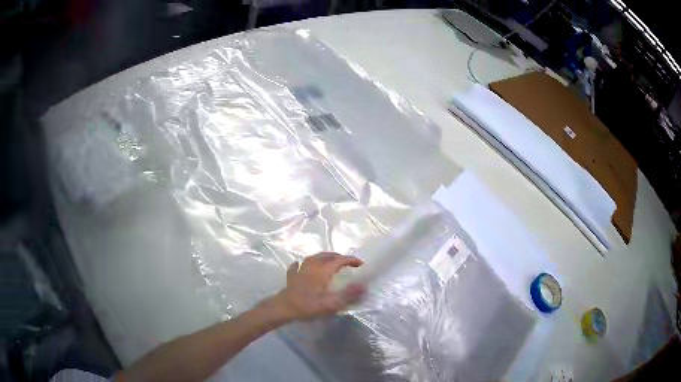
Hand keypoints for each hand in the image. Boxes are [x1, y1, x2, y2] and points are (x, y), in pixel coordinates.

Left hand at [269, 252, 364, 321]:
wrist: (283, 308)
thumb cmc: (308, 306)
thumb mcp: (331, 304)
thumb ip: (348, 295)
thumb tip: (364, 286)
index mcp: (322, 271)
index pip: (340, 260)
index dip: (351, 260)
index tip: (360, 264)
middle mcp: (312, 266)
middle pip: (327, 256)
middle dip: (339, 257)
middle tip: (348, 263)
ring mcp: (300, 270)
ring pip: (313, 257)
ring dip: (324, 257)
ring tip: (330, 261)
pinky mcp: (291, 276)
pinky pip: (298, 265)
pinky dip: (302, 264)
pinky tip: (301, 265)